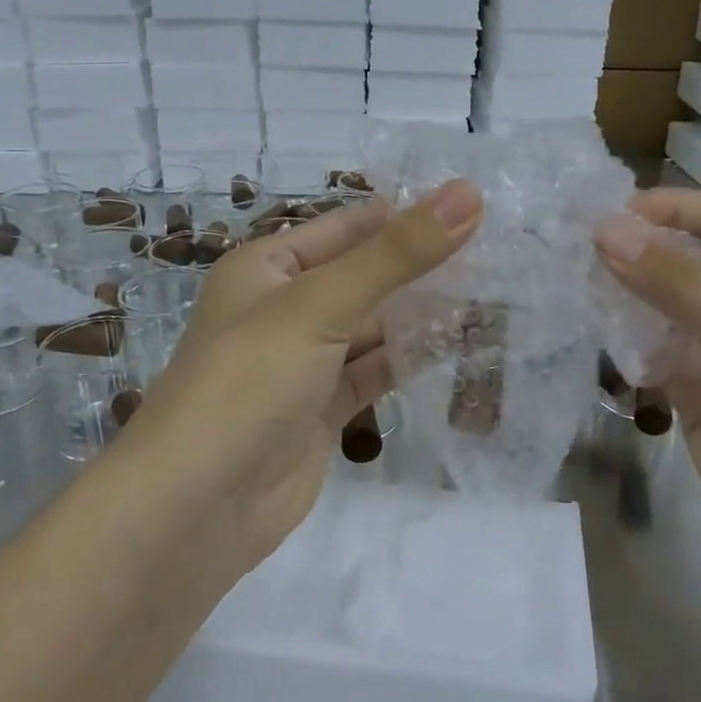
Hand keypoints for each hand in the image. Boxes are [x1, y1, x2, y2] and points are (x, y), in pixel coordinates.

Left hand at [131, 180, 482, 572]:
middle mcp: (285, 308)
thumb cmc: (250, 381)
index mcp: (268, 267)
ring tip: (498, 295)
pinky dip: (412, 361)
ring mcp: (306, 363)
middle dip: (423, 268)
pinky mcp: (324, 411)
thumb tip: (469, 193)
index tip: (477, 207)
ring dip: (424, 315)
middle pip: (365, 277)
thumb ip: (397, 253)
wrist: (197, 508)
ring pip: (375, 328)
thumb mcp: (321, 304)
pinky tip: (464, 347)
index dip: (406, 215)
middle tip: (503, 253)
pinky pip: (375, 373)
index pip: (347, 227)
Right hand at [596, 189, 700, 608]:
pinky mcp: (694, 393)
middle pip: (690, 258)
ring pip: (662, 303)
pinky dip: (621, 339)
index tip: (607, 215)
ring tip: (570, 281)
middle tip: (573, 244)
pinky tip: (589, 331)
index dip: (671, 209)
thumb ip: (682, 287)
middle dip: (639, 248)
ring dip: (623, 291)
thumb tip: (606, 230)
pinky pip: (650, 350)